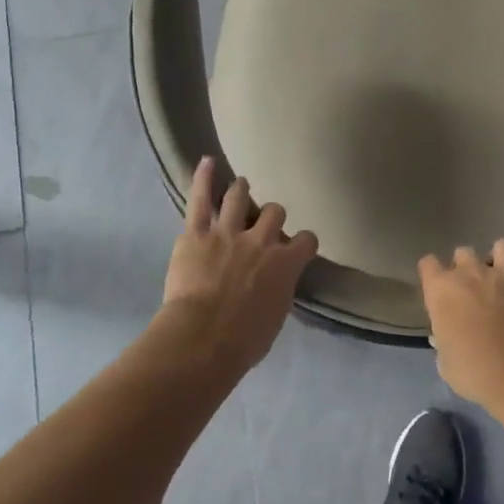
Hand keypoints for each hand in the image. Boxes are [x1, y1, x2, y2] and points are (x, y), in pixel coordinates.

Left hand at [159, 158, 318, 375]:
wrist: (203, 338)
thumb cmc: (244, 340)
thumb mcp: (275, 317)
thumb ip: (279, 291)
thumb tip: (275, 284)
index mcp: (286, 263)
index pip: (307, 240)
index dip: (303, 243)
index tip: (298, 248)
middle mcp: (261, 240)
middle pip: (276, 212)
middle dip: (272, 216)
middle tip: (264, 224)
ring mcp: (228, 232)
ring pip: (240, 196)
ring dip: (242, 191)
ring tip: (242, 188)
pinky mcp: (196, 233)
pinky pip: (200, 199)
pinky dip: (204, 178)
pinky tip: (207, 162)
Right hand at [418, 240, 503, 408]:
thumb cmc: (472, 371)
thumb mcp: (446, 363)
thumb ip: (443, 343)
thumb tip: (443, 338)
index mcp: (442, 289)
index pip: (428, 264)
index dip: (432, 273)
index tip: (436, 287)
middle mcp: (471, 273)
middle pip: (463, 252)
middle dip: (465, 265)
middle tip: (471, 287)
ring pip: (502, 246)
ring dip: (502, 256)